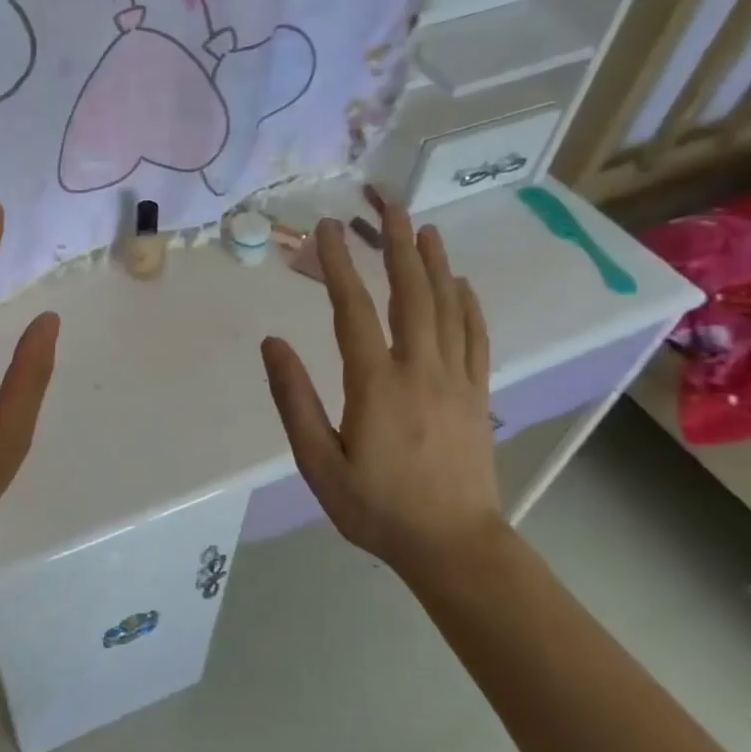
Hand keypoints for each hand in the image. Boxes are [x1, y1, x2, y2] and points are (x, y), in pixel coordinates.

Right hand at [261, 200, 499, 567]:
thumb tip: (273, 344)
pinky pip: (476, 337)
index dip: (338, 266)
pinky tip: (462, 283)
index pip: (353, 310)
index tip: (327, 230)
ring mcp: (456, 379)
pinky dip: (469, 304)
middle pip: (410, 294)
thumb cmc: (377, 508)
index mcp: (376, 384)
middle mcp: (420, 369)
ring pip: (447, 308)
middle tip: (388, 205)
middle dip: (397, 245)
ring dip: (435, 264)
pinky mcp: (477, 394)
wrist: (454, 546)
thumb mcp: (319, 464)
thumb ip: (294, 401)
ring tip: (425, 228)